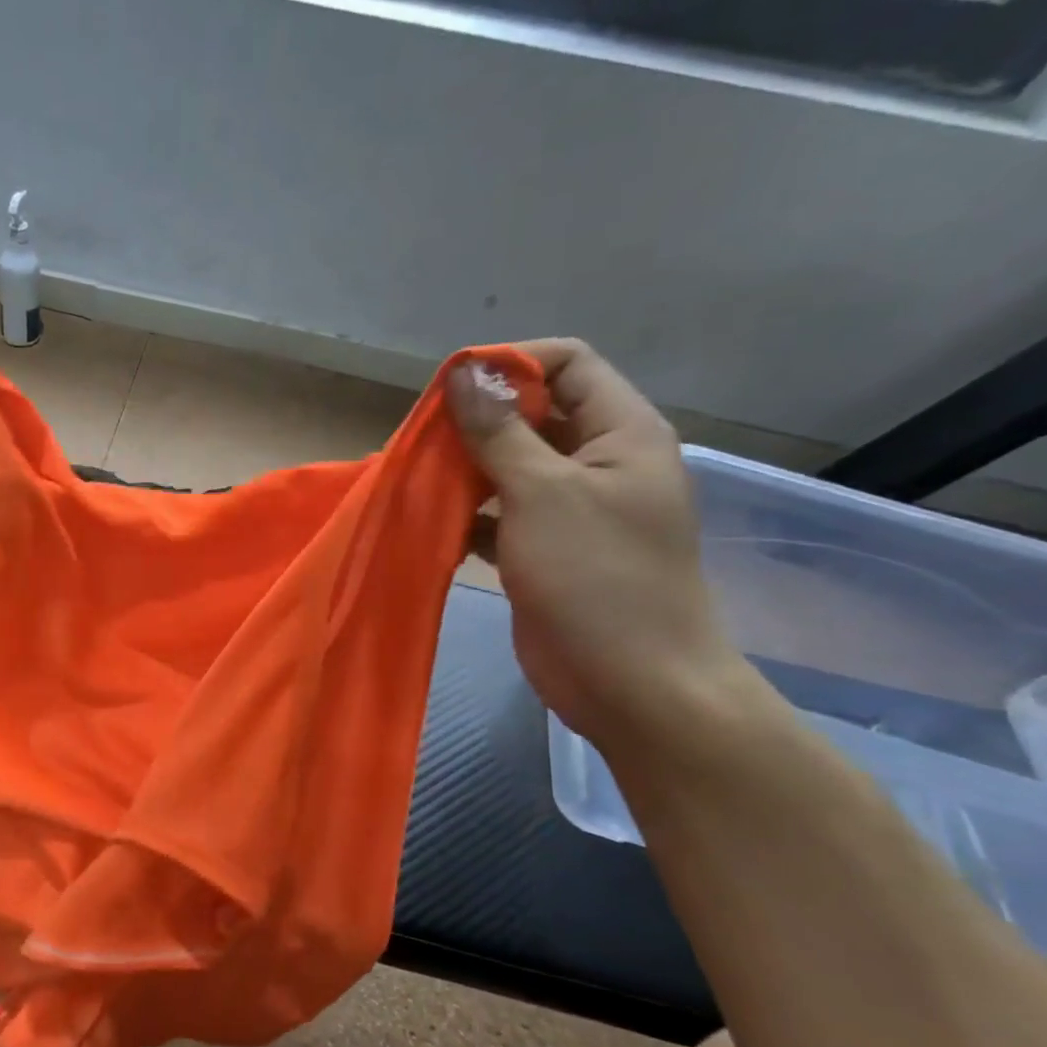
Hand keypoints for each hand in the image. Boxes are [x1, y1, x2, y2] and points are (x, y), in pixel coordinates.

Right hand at [450, 339, 744, 747]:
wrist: (631, 683)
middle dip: (477, 422)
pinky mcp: (546, 550)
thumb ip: (500, 431)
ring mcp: (572, 510)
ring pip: (511, 467)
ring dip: (465, 470)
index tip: (450, 391)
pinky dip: (467, 514)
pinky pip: (501, 514)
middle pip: (534, 414)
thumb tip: (465, 371)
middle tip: (421, 441)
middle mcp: (599, 462)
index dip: (510, 364)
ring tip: (416, 478)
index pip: (568, 364)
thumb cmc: (596, 578)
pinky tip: (431, 522)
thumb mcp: (542, 493)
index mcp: (621, 433)